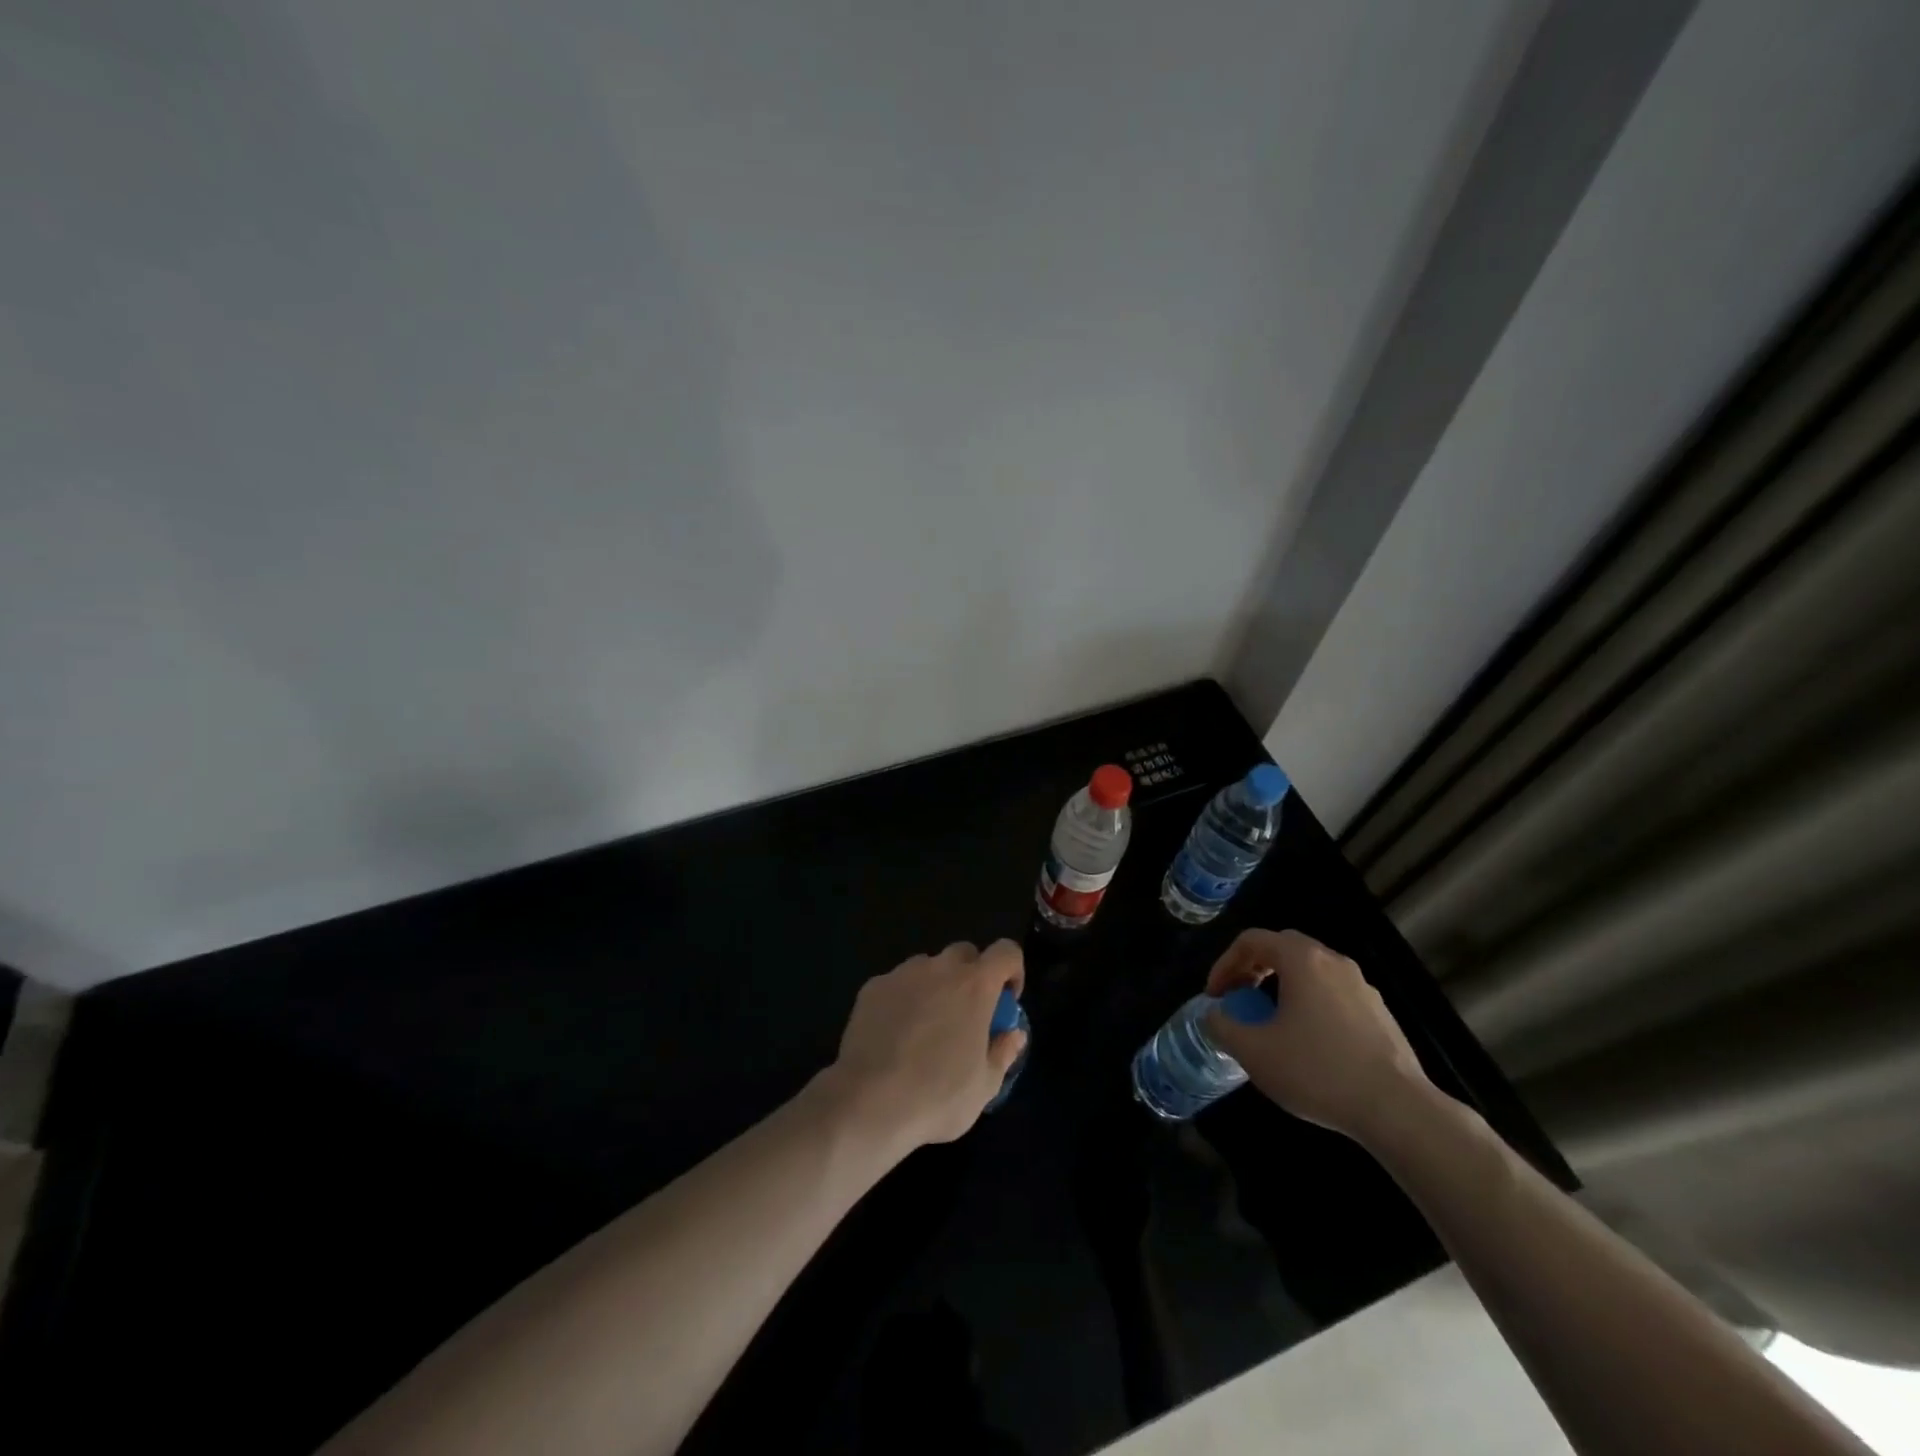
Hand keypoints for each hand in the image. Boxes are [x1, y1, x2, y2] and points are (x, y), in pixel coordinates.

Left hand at [825, 939, 1027, 1153]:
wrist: (868, 1103)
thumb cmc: (937, 1097)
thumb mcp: (984, 1086)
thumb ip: (1003, 1052)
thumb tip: (1014, 1034)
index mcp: (975, 986)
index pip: (1006, 952)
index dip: (1013, 970)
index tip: (1007, 1000)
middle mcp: (940, 969)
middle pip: (965, 953)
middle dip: (972, 975)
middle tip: (967, 1014)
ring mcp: (902, 974)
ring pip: (928, 966)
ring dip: (936, 985)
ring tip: (927, 1027)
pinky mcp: (872, 987)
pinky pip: (897, 983)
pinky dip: (904, 999)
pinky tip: (895, 1035)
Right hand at [1203, 929, 1435, 1145]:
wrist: (1398, 1110)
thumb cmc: (1317, 1071)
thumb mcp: (1254, 1052)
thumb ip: (1222, 1026)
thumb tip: (1214, 1016)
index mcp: (1301, 960)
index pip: (1252, 940)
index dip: (1225, 964)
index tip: (1215, 996)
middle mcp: (1334, 962)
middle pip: (1283, 948)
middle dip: (1253, 968)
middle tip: (1239, 998)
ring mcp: (1362, 987)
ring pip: (1311, 971)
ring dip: (1282, 987)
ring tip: (1270, 1021)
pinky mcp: (1380, 1014)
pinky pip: (1334, 994)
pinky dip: (1310, 1004)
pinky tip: (1308, 1043)